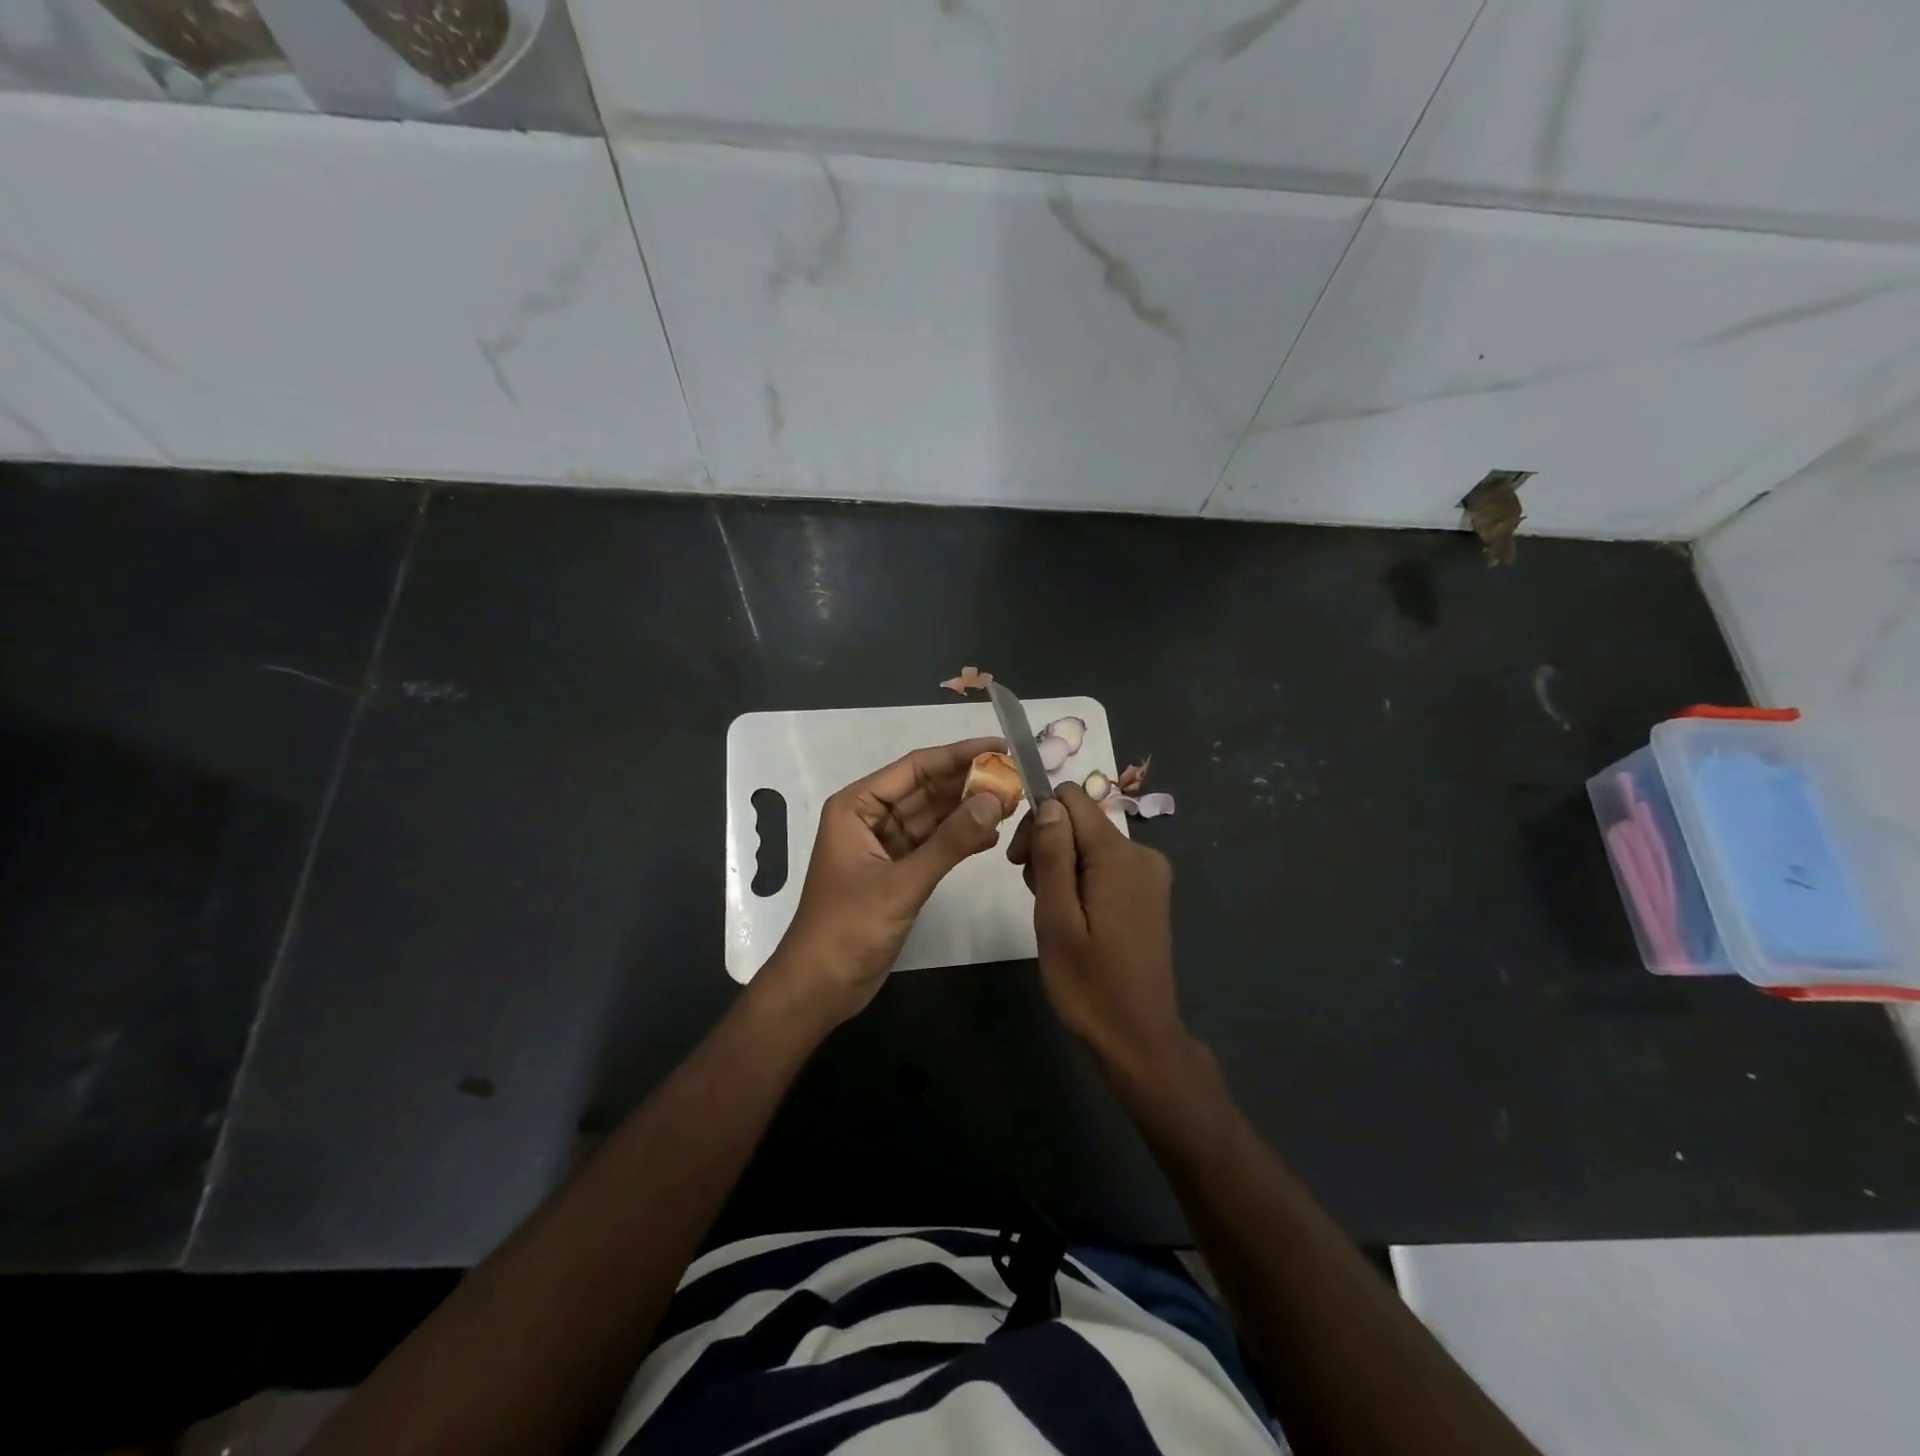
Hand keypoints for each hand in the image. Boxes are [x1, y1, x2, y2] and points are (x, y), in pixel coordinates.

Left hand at [761, 737, 1006, 1022]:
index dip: (959, 754)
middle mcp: (870, 817)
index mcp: (857, 806)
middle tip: (1016, 778)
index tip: (1001, 747)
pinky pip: (933, 843)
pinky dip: (960, 838)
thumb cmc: (848, 929)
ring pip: (933, 816)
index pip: (915, 767)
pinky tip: (992, 835)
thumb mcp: (901, 883)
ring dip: (968, 810)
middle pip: (926, 788)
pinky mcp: (897, 871)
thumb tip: (993, 801)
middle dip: (969, 782)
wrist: (820, 988)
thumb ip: (949, 842)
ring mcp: (884, 845)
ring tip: (1013, 802)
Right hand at [1007, 783, 1188, 1074]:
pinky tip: (1073, 917)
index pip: (1071, 798)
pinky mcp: (1149, 893)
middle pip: (1080, 820)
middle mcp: (1141, 853)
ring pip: (1089, 843)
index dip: (1038, 819)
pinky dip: (1081, 879)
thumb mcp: (1056, 919)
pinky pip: (1105, 865)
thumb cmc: (1089, 984)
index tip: (1020, 860)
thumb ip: (1052, 856)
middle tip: (1032, 894)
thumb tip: (1049, 803)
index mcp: (1118, 855)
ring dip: (1061, 866)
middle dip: (1047, 845)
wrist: (1139, 1039)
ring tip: (1051, 913)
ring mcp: (1149, 874)